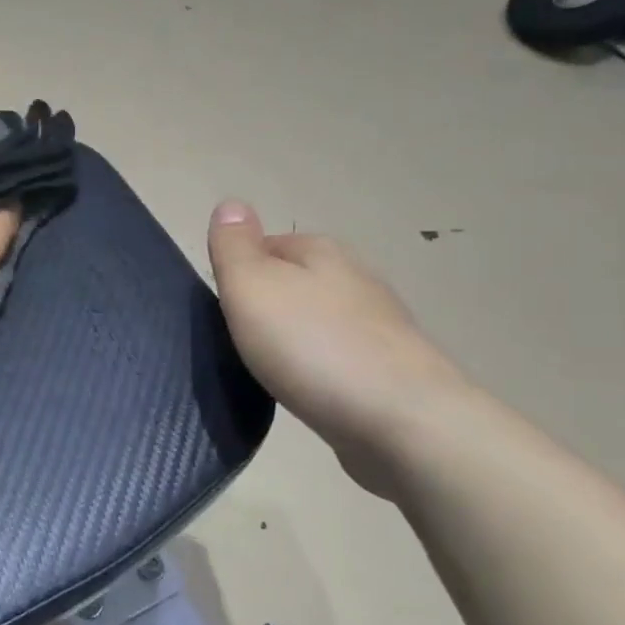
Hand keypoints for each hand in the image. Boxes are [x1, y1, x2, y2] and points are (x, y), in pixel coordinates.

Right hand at [208, 201, 468, 469]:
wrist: (403, 422)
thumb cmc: (313, 347)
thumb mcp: (252, 288)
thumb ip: (234, 247)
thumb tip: (230, 202)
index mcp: (321, 251)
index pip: (266, 245)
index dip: (238, 274)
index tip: (221, 310)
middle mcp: (356, 278)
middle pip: (295, 282)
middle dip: (268, 306)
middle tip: (239, 342)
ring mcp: (380, 325)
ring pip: (319, 320)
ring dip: (295, 338)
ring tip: (270, 369)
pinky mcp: (393, 370)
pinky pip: (340, 358)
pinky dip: (320, 368)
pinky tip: (309, 390)